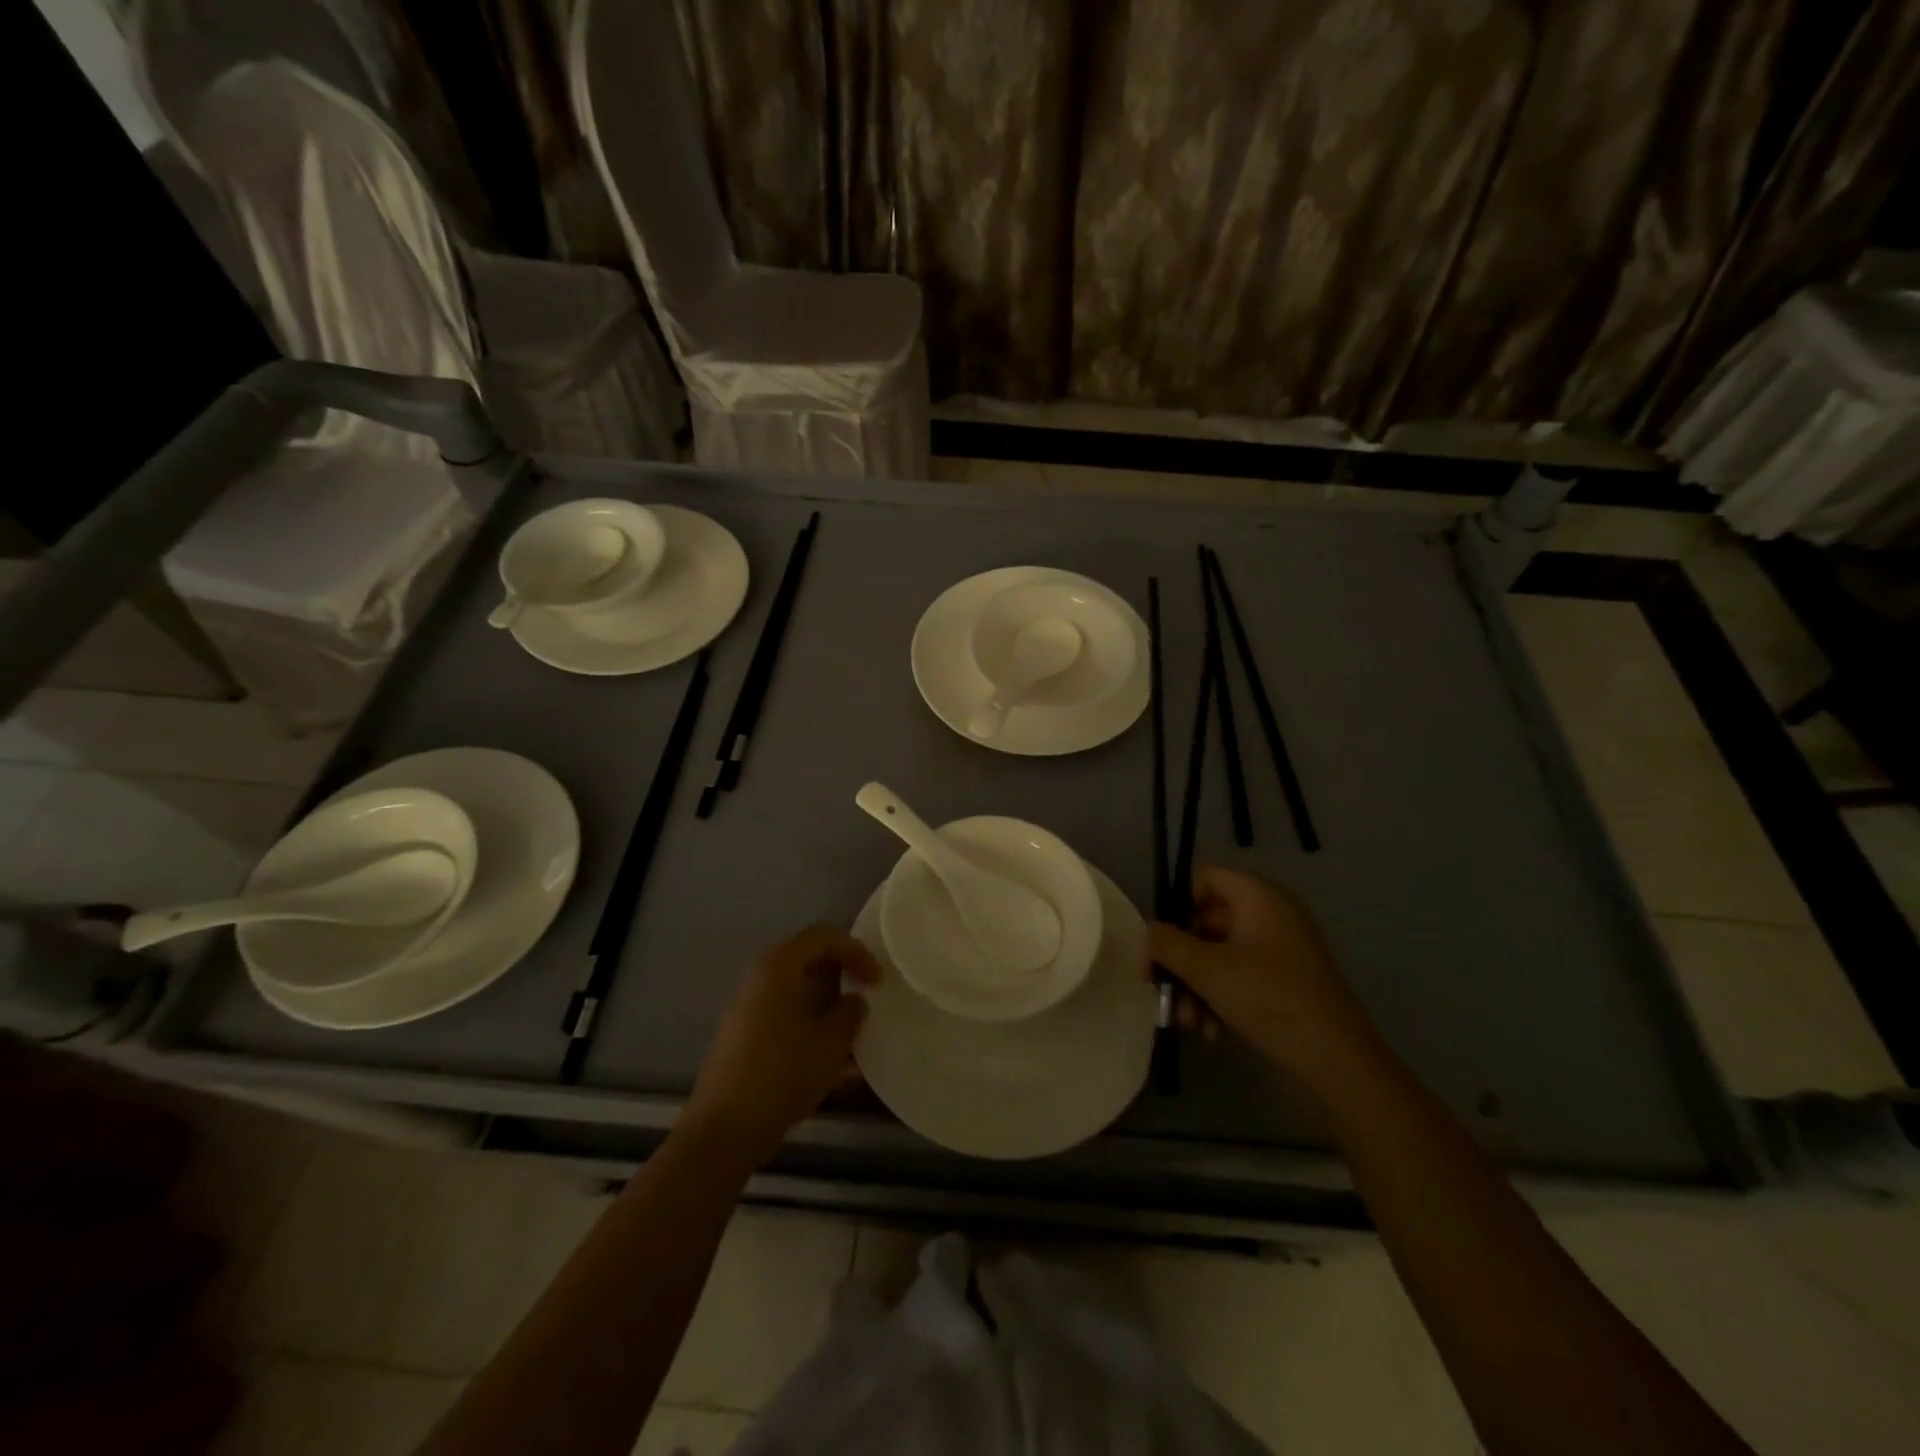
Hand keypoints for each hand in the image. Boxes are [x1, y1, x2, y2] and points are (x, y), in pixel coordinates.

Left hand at [681, 925, 879, 1168]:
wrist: (725, 1128)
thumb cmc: (783, 1071)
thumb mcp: (831, 1040)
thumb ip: (850, 1012)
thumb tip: (853, 1001)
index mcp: (778, 965)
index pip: (823, 937)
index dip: (856, 951)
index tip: (878, 980)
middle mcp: (758, 977)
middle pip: (807, 960)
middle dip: (842, 975)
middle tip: (866, 995)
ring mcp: (747, 1008)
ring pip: (797, 992)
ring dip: (828, 1005)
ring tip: (854, 1032)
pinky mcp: (743, 1037)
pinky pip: (785, 1017)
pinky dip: (811, 1027)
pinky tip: (833, 1062)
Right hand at [1148, 867, 1382, 1092]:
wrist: (1338, 1060)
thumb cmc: (1269, 999)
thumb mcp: (1207, 970)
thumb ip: (1168, 944)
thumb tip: (1149, 932)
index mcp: (1259, 897)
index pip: (1204, 879)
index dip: (1176, 906)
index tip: (1159, 943)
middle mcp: (1271, 914)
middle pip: (1207, 922)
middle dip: (1181, 961)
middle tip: (1160, 991)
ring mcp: (1281, 949)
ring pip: (1220, 955)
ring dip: (1196, 986)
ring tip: (1188, 1023)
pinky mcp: (1286, 981)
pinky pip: (1240, 977)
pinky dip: (1220, 998)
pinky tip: (1212, 1032)